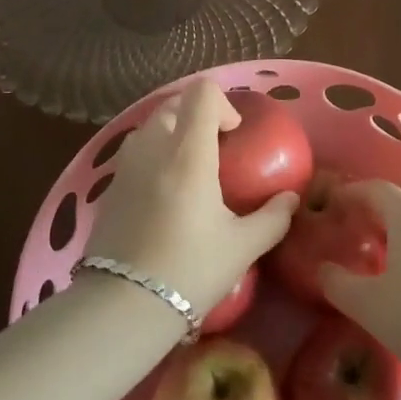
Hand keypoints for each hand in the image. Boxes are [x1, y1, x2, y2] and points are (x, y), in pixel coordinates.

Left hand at [82, 79, 297, 320]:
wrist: (123, 305)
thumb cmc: (190, 270)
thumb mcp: (242, 247)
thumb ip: (273, 217)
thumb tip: (291, 198)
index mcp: (188, 154)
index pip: (201, 94)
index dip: (223, 103)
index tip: (234, 134)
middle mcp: (153, 149)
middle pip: (173, 104)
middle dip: (197, 115)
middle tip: (216, 147)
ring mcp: (125, 167)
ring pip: (149, 126)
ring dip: (172, 133)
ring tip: (190, 167)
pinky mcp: (109, 188)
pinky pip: (134, 153)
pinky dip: (154, 156)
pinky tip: (166, 193)